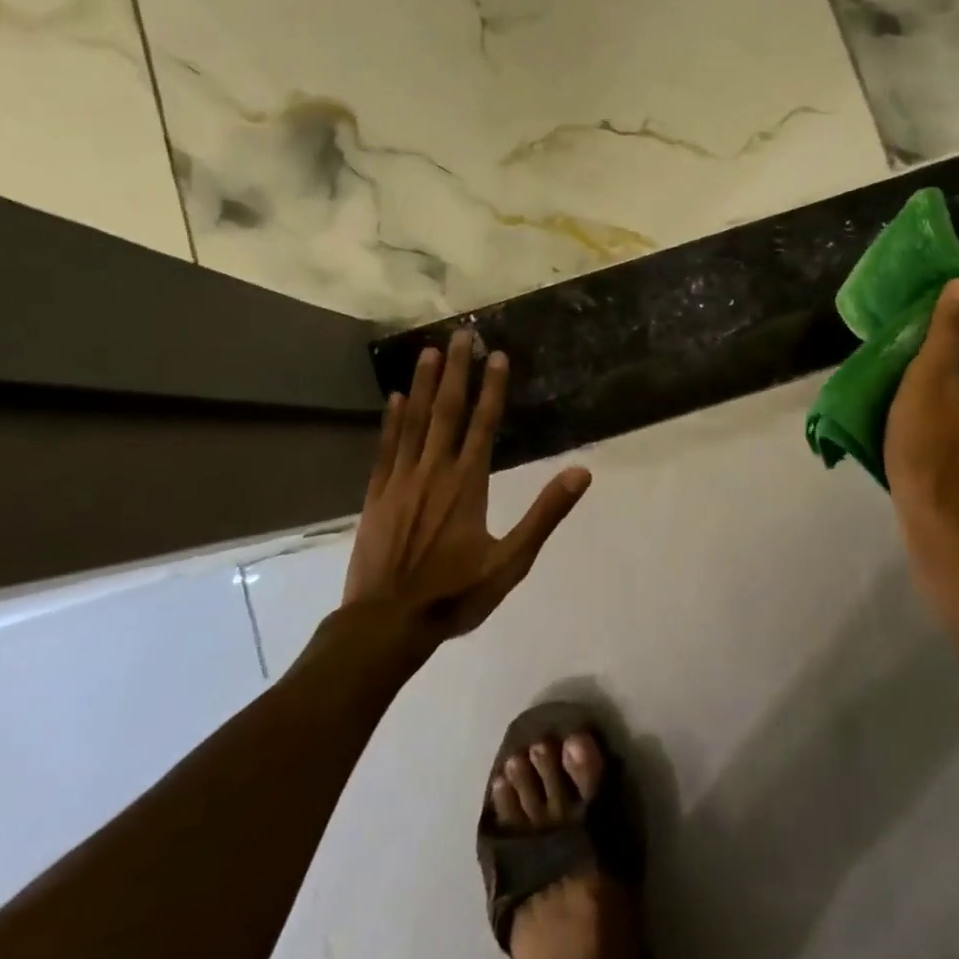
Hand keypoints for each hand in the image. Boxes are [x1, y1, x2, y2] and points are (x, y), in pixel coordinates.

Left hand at [344, 330, 591, 643]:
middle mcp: (434, 472)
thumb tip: (581, 473)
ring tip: (428, 351)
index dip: (492, 388)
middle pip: (447, 411)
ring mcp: (401, 481)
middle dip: (456, 371)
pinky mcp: (377, 496)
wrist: (386, 624)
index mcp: (468, 485)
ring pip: (414, 422)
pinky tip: (394, 399)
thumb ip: (546, 514)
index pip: (484, 424)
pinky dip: (391, 421)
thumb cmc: (455, 595)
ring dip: (422, 384)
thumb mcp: (512, 562)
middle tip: (461, 334)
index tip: (497, 355)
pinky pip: (386, 448)